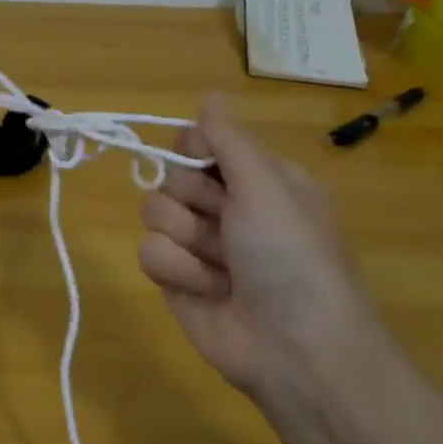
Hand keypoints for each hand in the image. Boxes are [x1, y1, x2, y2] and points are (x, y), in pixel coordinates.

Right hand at [138, 95, 398, 406]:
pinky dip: (177, 271)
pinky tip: (208, 290)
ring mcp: (197, 244)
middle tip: (227, 225)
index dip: (192, 150)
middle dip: (195, 202)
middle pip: (170, 176)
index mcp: (255, 178)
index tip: (205, 165)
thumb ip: (230, 141)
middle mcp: (225, 206)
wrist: (294, 348)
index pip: (198, 141)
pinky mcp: (175, 278)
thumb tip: (209, 95)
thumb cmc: (291, 257)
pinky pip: (148, 253)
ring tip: (222, 268)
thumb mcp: (268, 186)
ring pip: (153, 214)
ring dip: (188, 241)